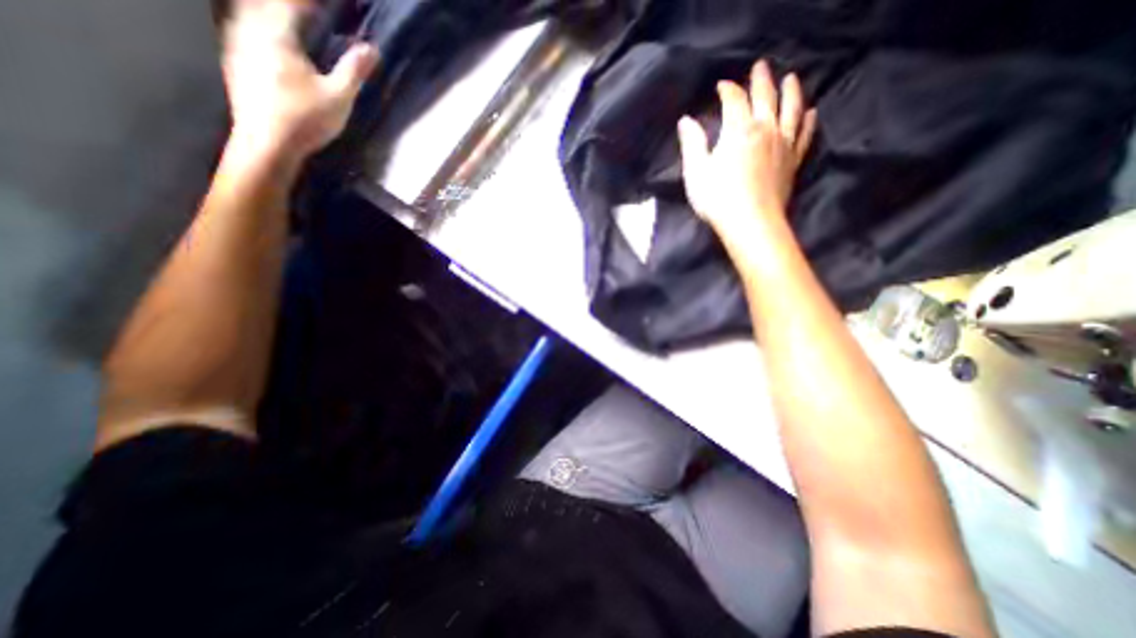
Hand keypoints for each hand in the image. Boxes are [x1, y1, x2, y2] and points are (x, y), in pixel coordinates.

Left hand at [220, 1, 377, 156]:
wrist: (268, 143)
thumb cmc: (306, 119)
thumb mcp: (339, 97)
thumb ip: (353, 70)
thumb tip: (372, 49)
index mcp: (277, 35)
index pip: (292, 4)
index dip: (309, 1)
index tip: (327, 4)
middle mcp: (250, 31)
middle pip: (263, 4)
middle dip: (287, 6)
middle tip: (305, 10)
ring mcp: (237, 45)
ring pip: (247, 14)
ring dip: (267, 13)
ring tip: (288, 21)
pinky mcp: (234, 62)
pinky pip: (242, 30)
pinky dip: (257, 27)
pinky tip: (267, 39)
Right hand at [674, 57, 815, 240]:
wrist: (750, 223)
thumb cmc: (718, 199)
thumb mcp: (696, 172)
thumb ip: (692, 144)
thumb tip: (686, 121)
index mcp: (738, 130)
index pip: (734, 100)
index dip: (727, 89)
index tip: (721, 86)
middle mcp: (764, 129)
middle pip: (765, 97)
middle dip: (760, 80)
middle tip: (759, 66)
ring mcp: (782, 144)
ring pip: (790, 109)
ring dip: (791, 91)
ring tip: (791, 78)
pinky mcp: (792, 161)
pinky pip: (803, 135)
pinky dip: (807, 122)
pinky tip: (811, 112)